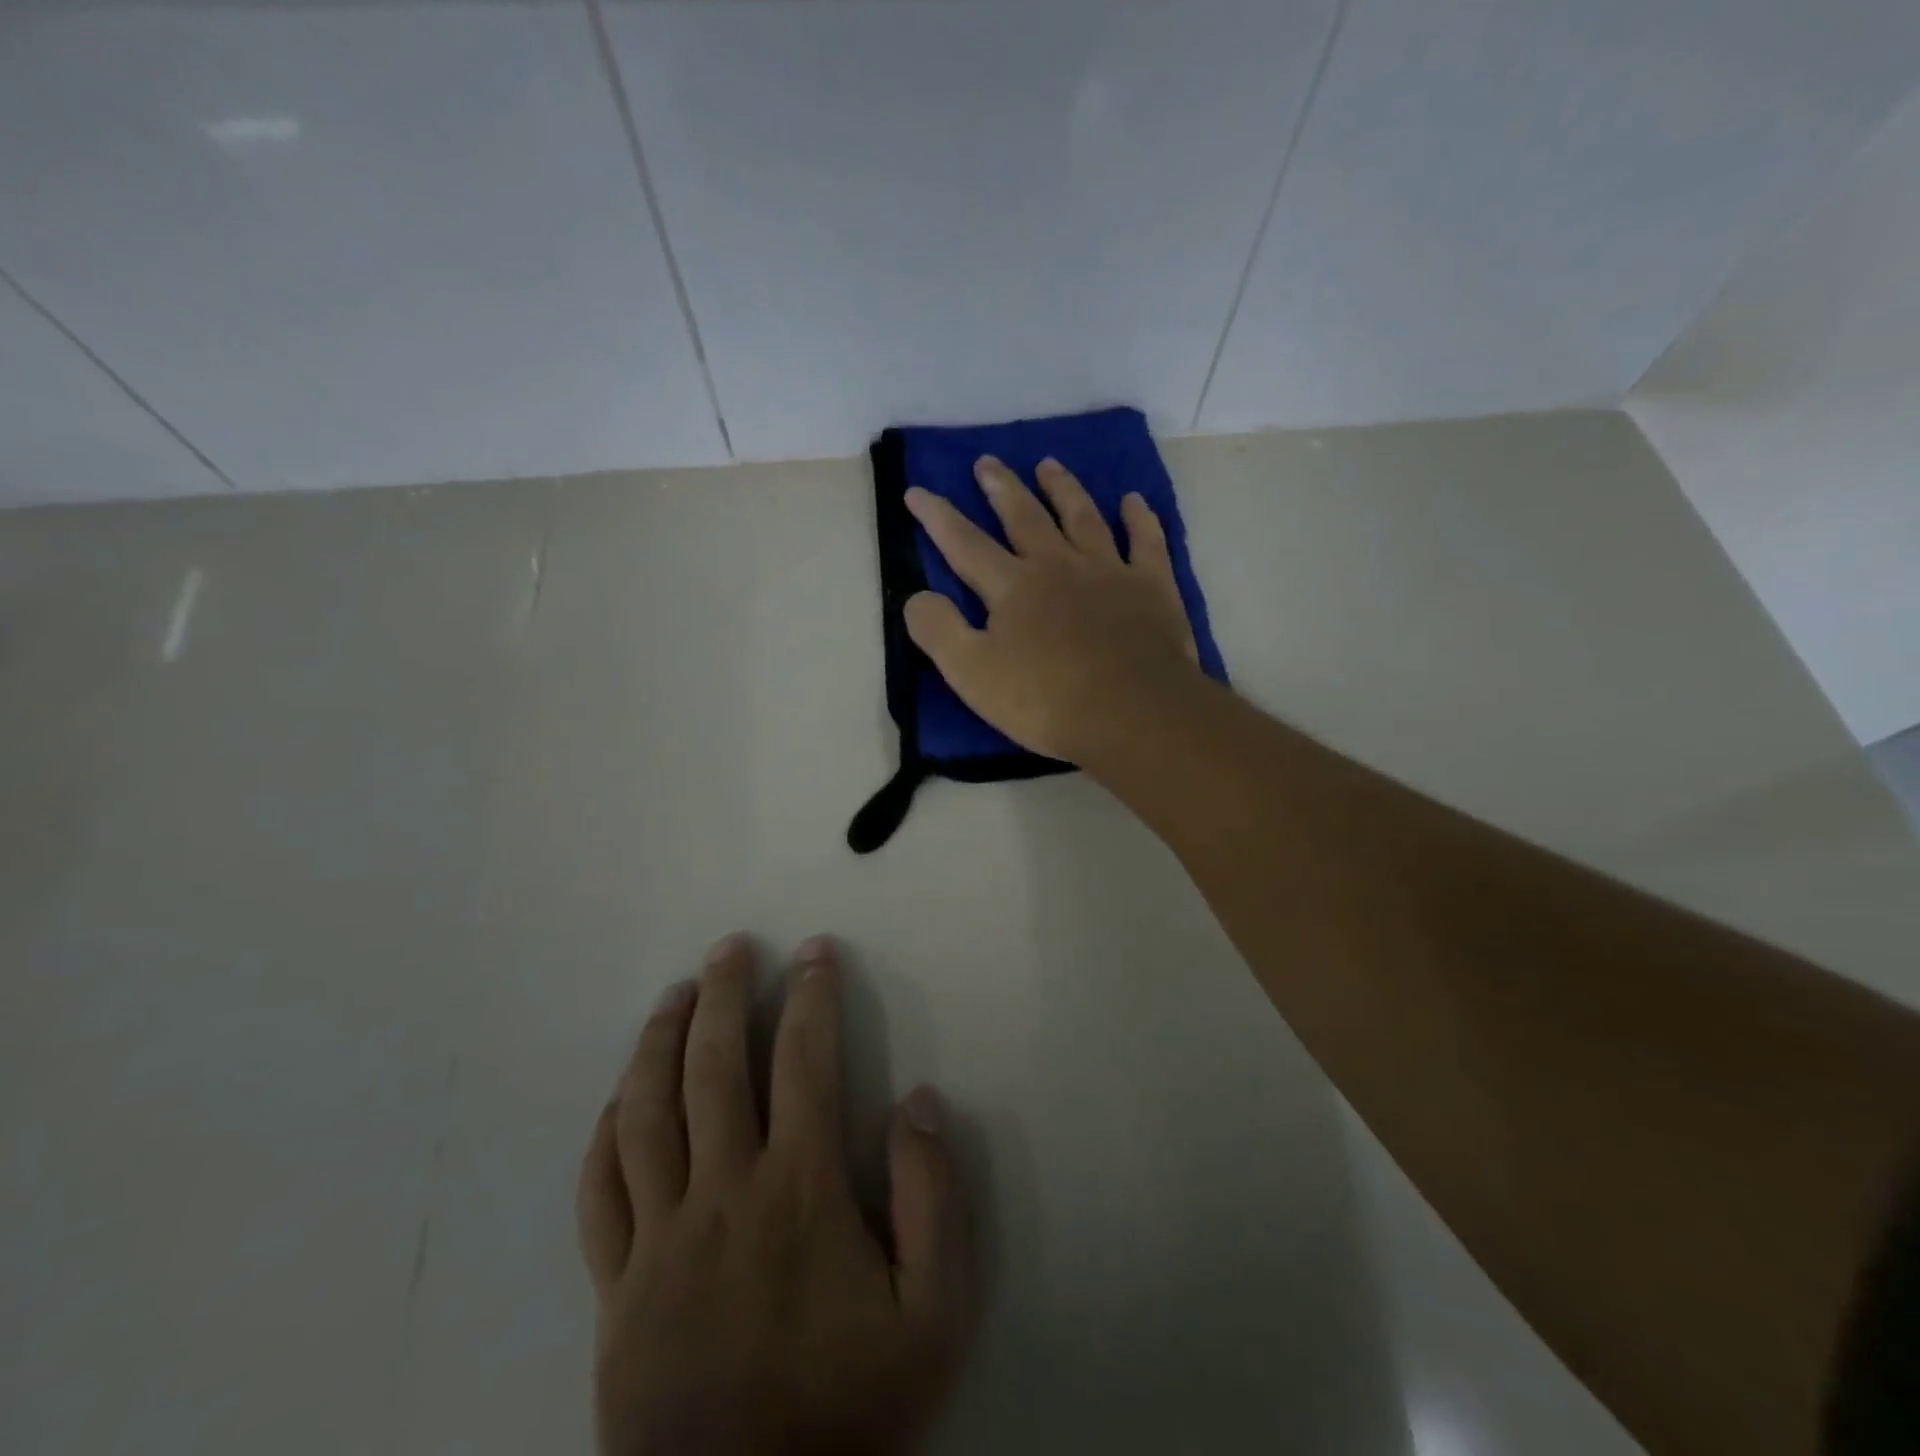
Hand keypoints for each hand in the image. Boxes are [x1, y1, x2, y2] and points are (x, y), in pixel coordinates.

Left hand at [577, 934, 971, 1455]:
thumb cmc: (850, 1411)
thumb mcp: (933, 1313)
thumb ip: (934, 1200)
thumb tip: (916, 1102)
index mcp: (798, 1191)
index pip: (806, 1062)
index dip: (812, 996)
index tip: (816, 951)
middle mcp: (723, 1192)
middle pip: (714, 1067)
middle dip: (724, 994)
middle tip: (731, 947)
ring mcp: (659, 1237)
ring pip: (647, 1113)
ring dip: (659, 1041)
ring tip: (675, 993)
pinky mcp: (616, 1286)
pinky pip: (600, 1191)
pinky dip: (607, 1131)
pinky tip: (619, 1095)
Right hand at [903, 456, 1199, 762]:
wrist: (1131, 712)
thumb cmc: (1045, 700)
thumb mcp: (972, 674)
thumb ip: (938, 631)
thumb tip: (917, 596)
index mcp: (1012, 587)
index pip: (965, 543)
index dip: (937, 516)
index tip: (917, 490)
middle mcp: (1057, 565)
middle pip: (1024, 517)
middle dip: (1002, 488)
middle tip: (987, 462)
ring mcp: (1108, 571)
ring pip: (1082, 517)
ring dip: (1063, 489)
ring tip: (1048, 464)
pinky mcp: (1151, 586)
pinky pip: (1145, 541)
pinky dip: (1139, 519)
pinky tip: (1133, 500)